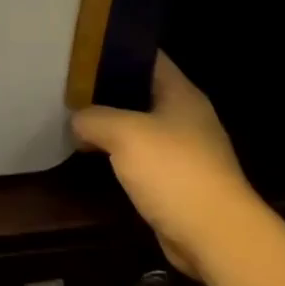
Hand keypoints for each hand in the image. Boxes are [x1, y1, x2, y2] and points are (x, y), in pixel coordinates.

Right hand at [71, 52, 265, 280]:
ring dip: (111, 124)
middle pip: (140, 91)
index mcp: (181, 94)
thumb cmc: (174, 171)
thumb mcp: (124, 133)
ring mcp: (184, 150)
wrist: (215, 236)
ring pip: (139, 125)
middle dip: (106, 88)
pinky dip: (119, 153)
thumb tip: (76, 121)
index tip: (82, 50)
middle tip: (69, 85)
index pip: (147, 57)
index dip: (116, 49)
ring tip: (74, 117)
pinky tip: (93, 154)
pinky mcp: (178, 181)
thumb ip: (94, 118)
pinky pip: (142, 156)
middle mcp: (186, 116)